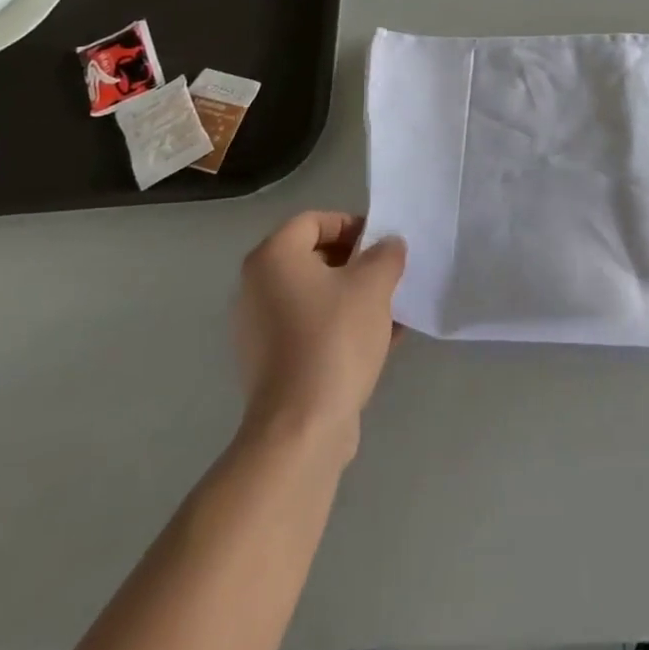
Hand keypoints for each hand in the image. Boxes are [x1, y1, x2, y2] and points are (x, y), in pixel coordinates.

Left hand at [234, 212, 406, 455]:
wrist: (302, 428)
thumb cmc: (335, 338)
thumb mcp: (374, 283)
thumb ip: (386, 254)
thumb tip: (388, 246)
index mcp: (273, 257)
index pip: (314, 221)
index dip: (352, 225)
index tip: (382, 245)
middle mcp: (257, 287)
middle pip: (314, 258)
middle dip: (356, 263)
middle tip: (388, 275)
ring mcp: (259, 329)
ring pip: (315, 297)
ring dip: (352, 297)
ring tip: (391, 309)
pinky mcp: (270, 364)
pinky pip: (310, 329)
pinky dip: (341, 327)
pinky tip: (381, 340)